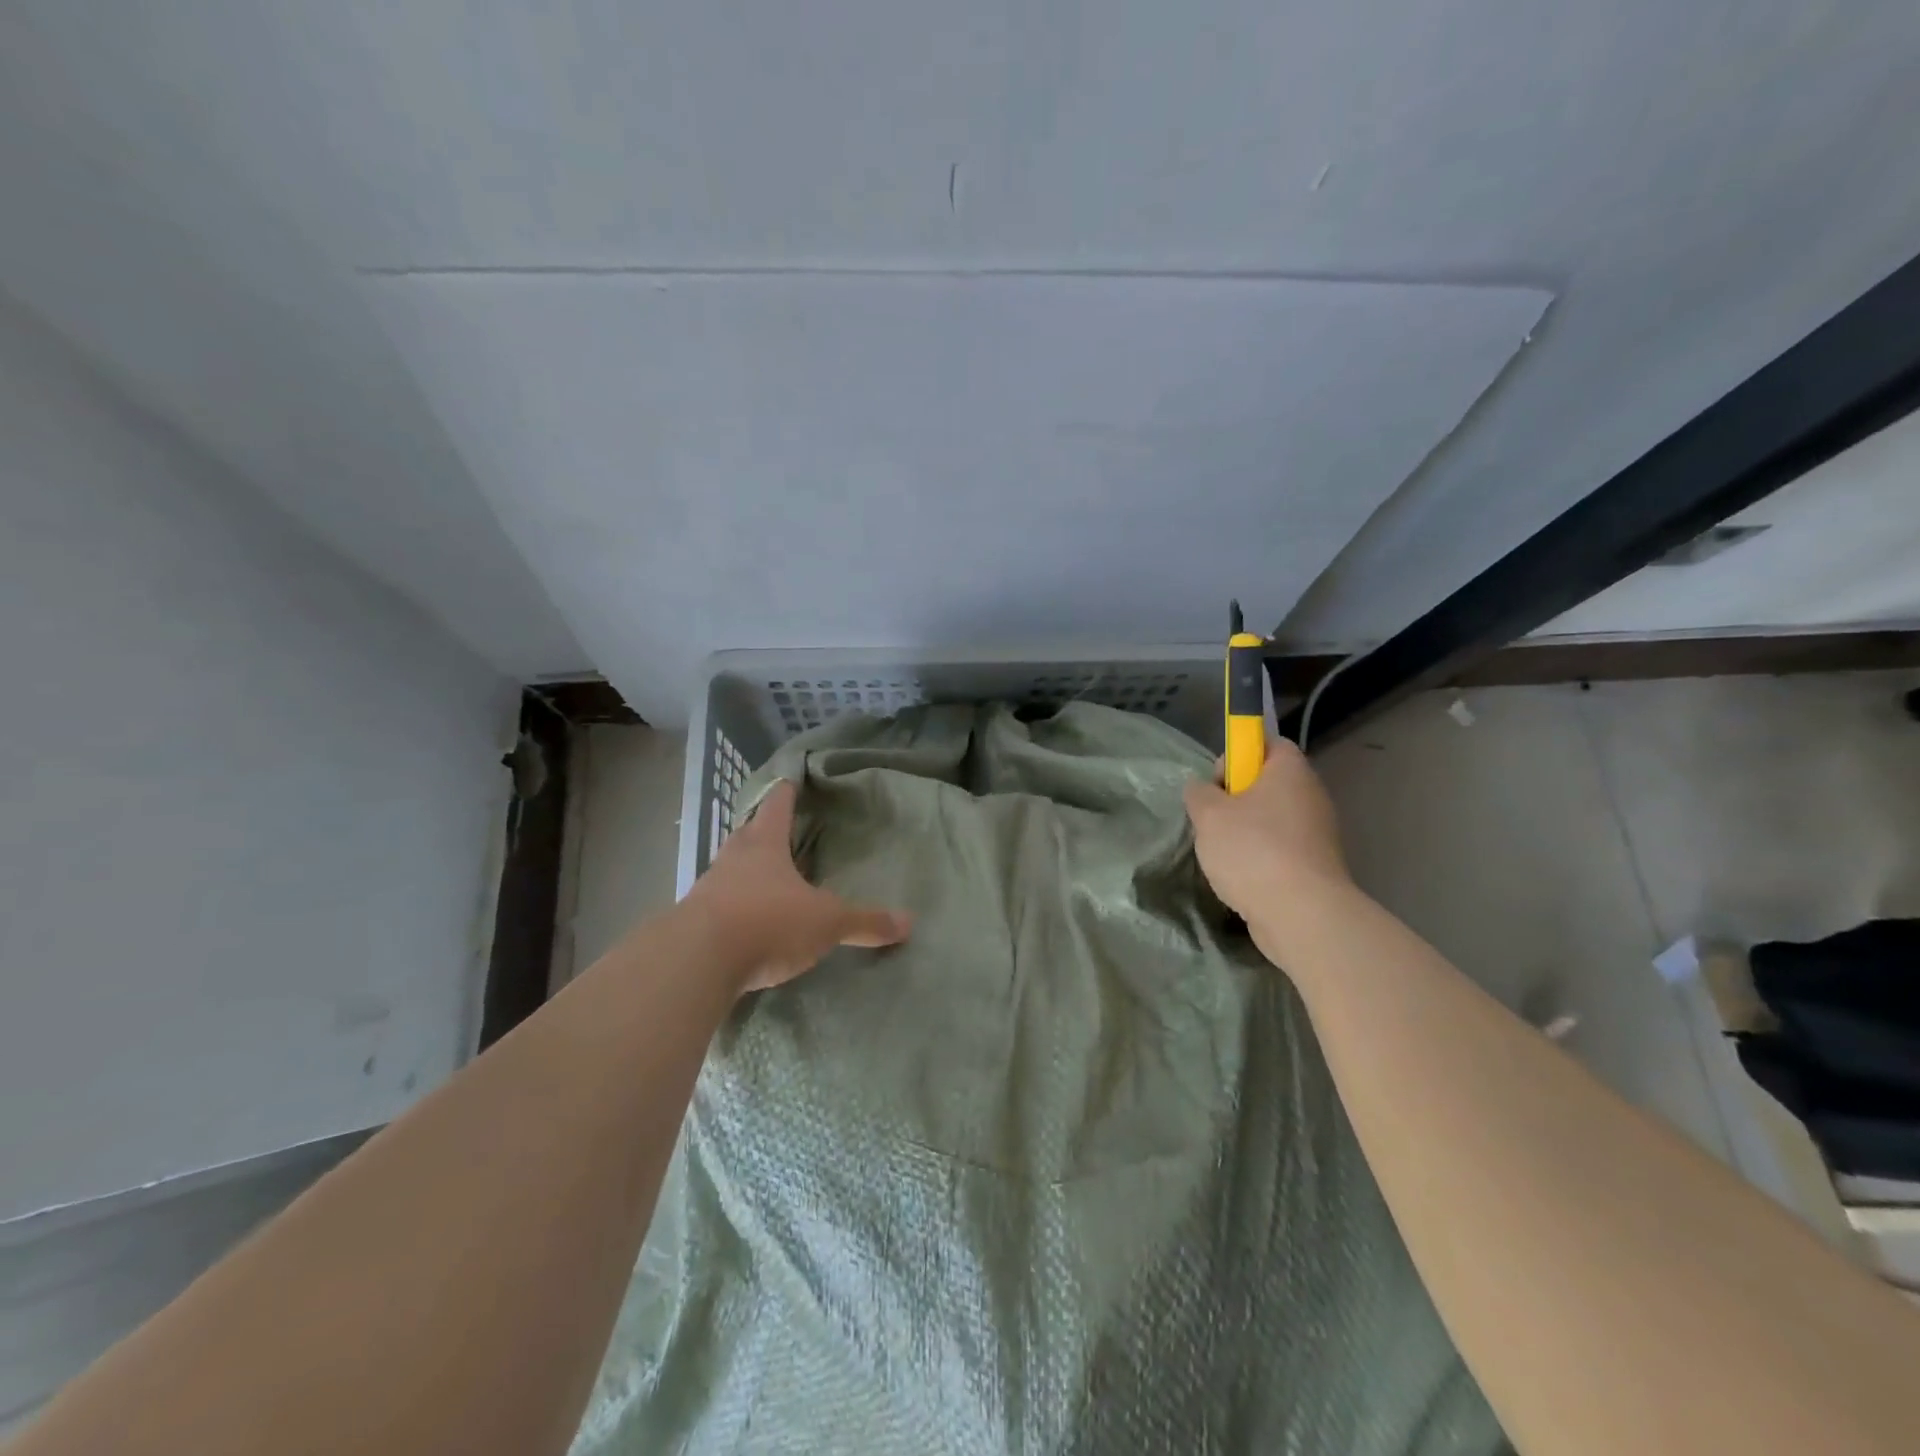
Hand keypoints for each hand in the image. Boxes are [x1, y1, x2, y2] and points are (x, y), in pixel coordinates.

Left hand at [684, 779, 911, 993]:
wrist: (697, 960)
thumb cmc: (768, 921)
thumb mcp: (826, 922)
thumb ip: (865, 922)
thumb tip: (908, 922)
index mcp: (765, 844)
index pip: (777, 806)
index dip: (786, 792)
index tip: (790, 780)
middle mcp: (733, 859)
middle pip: (747, 833)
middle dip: (762, 829)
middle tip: (777, 829)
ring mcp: (708, 889)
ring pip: (729, 869)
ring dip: (744, 870)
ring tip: (762, 877)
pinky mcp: (693, 922)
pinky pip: (717, 905)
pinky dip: (731, 906)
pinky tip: (743, 921)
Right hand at [1183, 738, 1350, 940]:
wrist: (1301, 914)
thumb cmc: (1253, 850)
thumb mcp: (1208, 814)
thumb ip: (1199, 793)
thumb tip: (1201, 788)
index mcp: (1290, 771)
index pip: (1269, 743)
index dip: (1239, 753)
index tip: (1217, 780)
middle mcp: (1311, 796)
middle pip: (1268, 783)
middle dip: (1235, 798)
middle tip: (1211, 819)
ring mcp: (1317, 833)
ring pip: (1272, 819)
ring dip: (1244, 832)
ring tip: (1221, 854)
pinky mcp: (1315, 866)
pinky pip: (1280, 850)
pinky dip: (1259, 859)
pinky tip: (1240, 878)